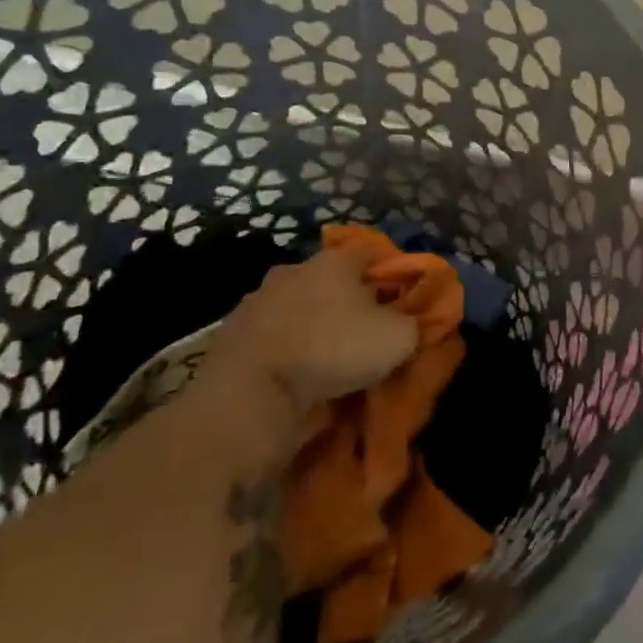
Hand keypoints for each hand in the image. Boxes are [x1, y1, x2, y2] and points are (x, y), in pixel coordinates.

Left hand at [207, 246, 417, 418]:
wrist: (250, 392)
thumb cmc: (333, 350)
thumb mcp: (397, 338)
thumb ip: (411, 322)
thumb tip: (407, 321)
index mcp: (335, 261)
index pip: (370, 250)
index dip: (388, 269)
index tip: (399, 295)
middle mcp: (294, 269)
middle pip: (329, 277)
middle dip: (346, 298)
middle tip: (362, 327)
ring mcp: (257, 300)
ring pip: (297, 305)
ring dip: (311, 323)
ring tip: (325, 355)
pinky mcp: (231, 334)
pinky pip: (271, 334)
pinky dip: (284, 347)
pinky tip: (294, 371)